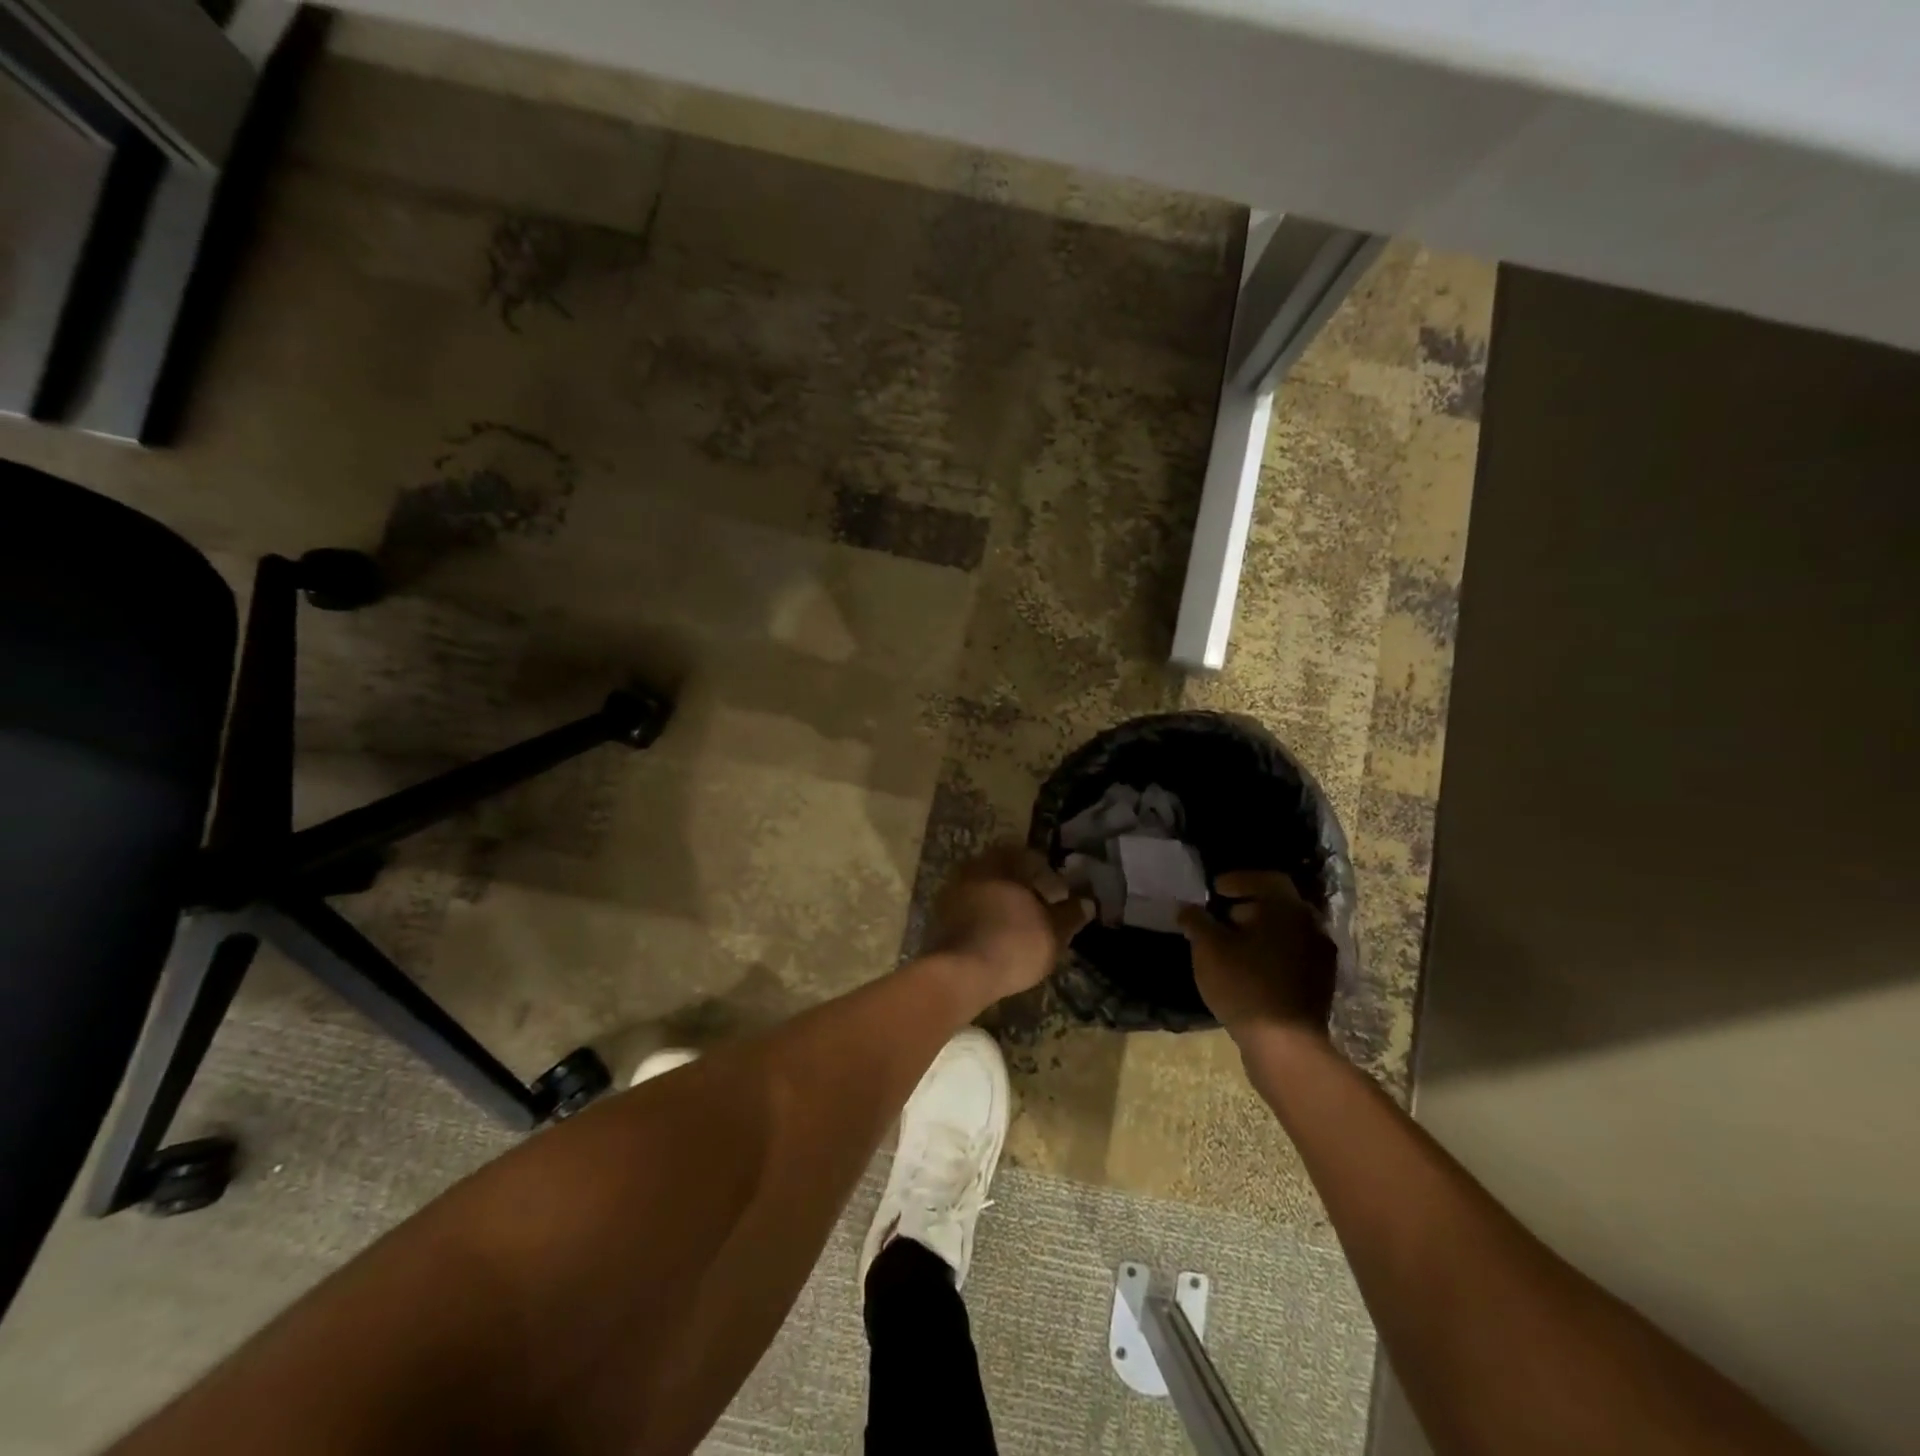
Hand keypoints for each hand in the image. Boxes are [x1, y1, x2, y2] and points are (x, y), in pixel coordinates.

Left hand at [927, 844, 1091, 1003]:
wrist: (960, 973)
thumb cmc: (1014, 942)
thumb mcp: (1054, 931)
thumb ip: (1070, 914)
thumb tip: (1086, 902)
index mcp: (999, 862)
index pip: (1028, 857)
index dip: (1048, 875)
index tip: (1060, 895)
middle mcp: (972, 869)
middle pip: (1004, 873)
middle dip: (1024, 889)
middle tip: (1042, 911)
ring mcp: (951, 894)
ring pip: (985, 892)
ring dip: (1003, 906)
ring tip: (1021, 929)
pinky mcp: (939, 919)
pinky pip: (970, 912)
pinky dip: (986, 921)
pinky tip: (998, 941)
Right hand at [1179, 871, 1336, 1038]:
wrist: (1285, 1044)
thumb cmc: (1244, 985)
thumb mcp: (1208, 948)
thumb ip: (1196, 921)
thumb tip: (1187, 909)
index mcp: (1287, 909)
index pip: (1266, 879)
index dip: (1239, 880)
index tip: (1216, 890)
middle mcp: (1311, 926)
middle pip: (1279, 905)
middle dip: (1249, 906)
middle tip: (1223, 916)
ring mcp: (1321, 957)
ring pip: (1288, 931)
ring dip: (1262, 931)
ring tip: (1233, 945)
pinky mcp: (1321, 983)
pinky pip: (1294, 955)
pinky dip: (1273, 953)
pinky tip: (1250, 969)